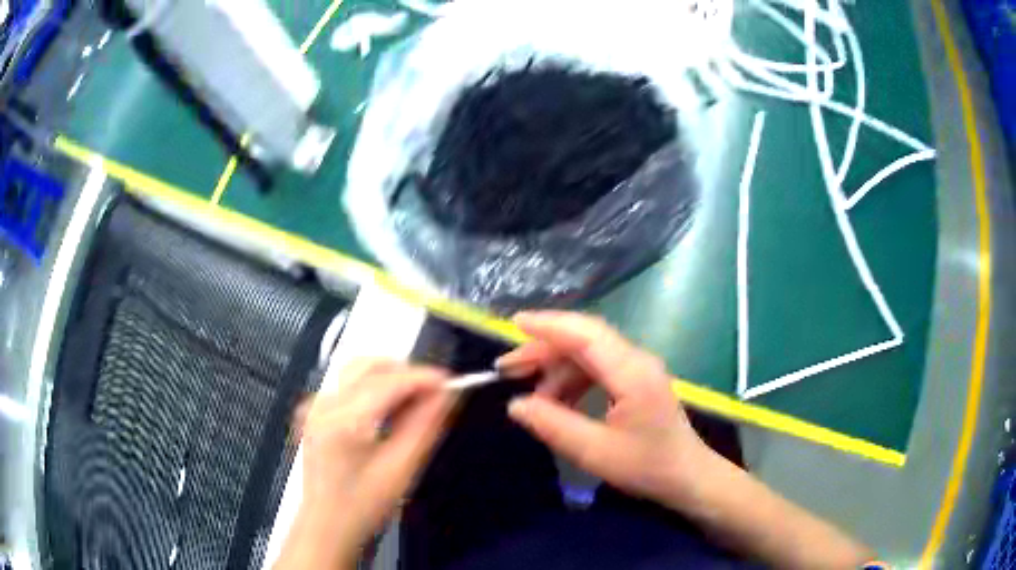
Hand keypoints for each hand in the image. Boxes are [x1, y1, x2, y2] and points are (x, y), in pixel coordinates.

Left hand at [283, 359, 454, 567]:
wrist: (326, 526)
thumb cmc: (363, 506)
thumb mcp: (401, 470)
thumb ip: (424, 426)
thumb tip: (447, 394)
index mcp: (343, 422)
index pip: (389, 381)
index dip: (423, 377)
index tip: (452, 383)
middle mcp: (323, 404)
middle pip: (369, 365)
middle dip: (406, 373)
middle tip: (435, 395)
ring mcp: (314, 405)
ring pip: (358, 370)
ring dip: (390, 378)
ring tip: (415, 403)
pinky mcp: (313, 410)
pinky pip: (348, 385)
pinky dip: (374, 388)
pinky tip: (389, 412)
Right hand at [497, 311, 708, 503]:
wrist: (688, 476)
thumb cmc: (647, 466)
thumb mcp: (595, 452)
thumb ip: (553, 425)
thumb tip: (516, 404)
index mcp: (631, 373)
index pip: (585, 334)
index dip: (548, 325)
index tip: (514, 324)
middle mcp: (636, 361)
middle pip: (584, 339)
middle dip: (544, 348)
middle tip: (508, 368)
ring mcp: (638, 369)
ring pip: (589, 353)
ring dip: (557, 368)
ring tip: (532, 393)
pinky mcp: (637, 381)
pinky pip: (598, 368)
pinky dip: (573, 380)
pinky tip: (559, 401)